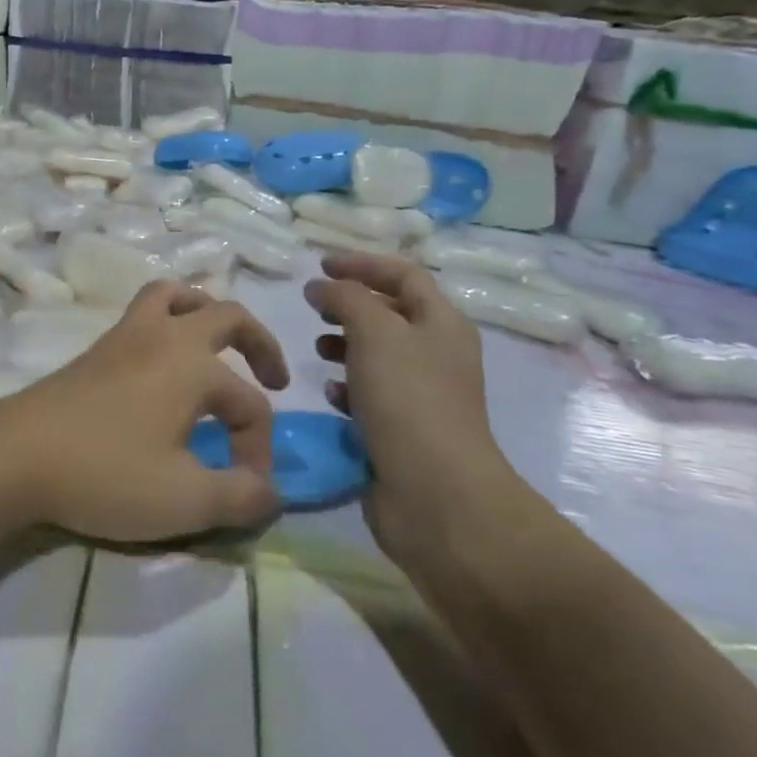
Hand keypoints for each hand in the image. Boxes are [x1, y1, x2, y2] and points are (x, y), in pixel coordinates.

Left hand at [0, 281, 287, 542]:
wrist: (16, 453)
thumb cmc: (105, 473)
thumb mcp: (184, 500)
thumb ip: (240, 496)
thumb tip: (272, 492)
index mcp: (193, 365)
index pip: (249, 405)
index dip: (259, 449)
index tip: (245, 491)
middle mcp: (164, 336)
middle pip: (227, 315)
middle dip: (260, 344)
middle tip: (274, 377)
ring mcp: (125, 335)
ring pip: (175, 296)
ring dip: (206, 313)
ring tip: (217, 348)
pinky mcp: (97, 347)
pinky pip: (143, 312)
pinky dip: (167, 322)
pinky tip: (163, 366)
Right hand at [305, 253, 523, 568]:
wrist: (434, 492)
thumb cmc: (407, 398)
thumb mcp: (374, 331)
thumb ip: (346, 298)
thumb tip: (323, 286)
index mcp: (442, 323)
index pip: (404, 275)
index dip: (363, 264)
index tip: (320, 266)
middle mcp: (437, 354)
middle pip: (391, 314)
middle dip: (351, 305)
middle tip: (314, 306)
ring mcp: (422, 394)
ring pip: (378, 354)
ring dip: (346, 345)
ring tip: (317, 348)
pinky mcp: (403, 428)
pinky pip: (371, 393)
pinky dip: (348, 386)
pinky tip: (330, 392)